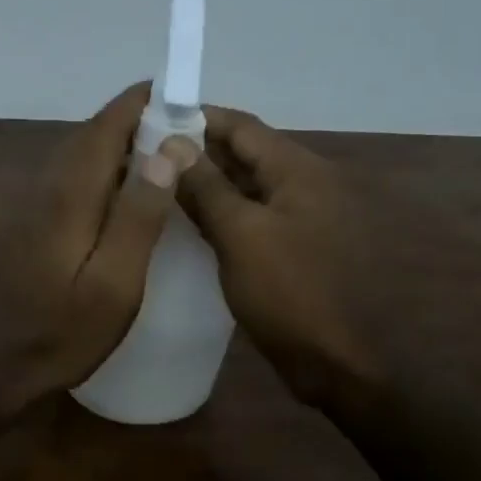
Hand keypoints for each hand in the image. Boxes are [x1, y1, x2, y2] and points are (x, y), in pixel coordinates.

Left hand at [0, 82, 192, 411]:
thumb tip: (166, 152)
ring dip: (120, 145)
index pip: (107, 125)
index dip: (141, 103)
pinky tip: (125, 196)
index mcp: (72, 194)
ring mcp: (37, 206)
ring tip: (163, 155)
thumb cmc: (59, 332)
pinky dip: (105, 171)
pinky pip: (75, 179)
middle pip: (93, 135)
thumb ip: (138, 217)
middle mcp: (50, 187)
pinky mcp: (34, 226)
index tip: (178, 93)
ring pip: (82, 156)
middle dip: (135, 121)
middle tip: (181, 127)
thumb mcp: (114, 283)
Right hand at [172, 106, 383, 404]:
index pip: (242, 126)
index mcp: (300, 170)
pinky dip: (224, 210)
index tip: (152, 119)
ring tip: (158, 183)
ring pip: (248, 185)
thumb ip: (206, 185)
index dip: (197, 118)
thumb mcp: (240, 234)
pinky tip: (189, 219)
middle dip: (198, 150)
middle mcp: (307, 183)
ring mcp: (303, 216)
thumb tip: (172, 142)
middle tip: (146, 154)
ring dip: (209, 182)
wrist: (333, 362)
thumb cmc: (287, 293)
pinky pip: (254, 214)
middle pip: (246, 153)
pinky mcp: (295, 245)